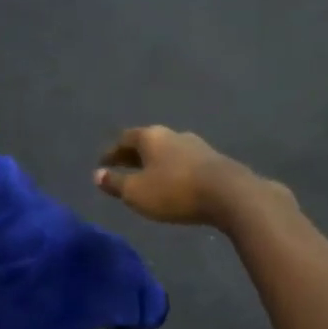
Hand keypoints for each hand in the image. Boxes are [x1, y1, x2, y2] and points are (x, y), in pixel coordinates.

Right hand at [93, 126, 257, 225]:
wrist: (230, 194)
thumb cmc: (174, 191)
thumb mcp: (137, 192)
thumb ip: (116, 183)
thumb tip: (97, 174)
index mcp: (150, 137)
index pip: (124, 139)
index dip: (111, 152)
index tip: (102, 164)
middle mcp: (172, 134)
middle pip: (146, 143)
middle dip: (132, 156)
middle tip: (121, 169)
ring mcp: (196, 145)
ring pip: (167, 151)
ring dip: (155, 163)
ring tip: (148, 177)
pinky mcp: (214, 160)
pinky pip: (185, 162)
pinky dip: (173, 170)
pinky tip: (174, 182)